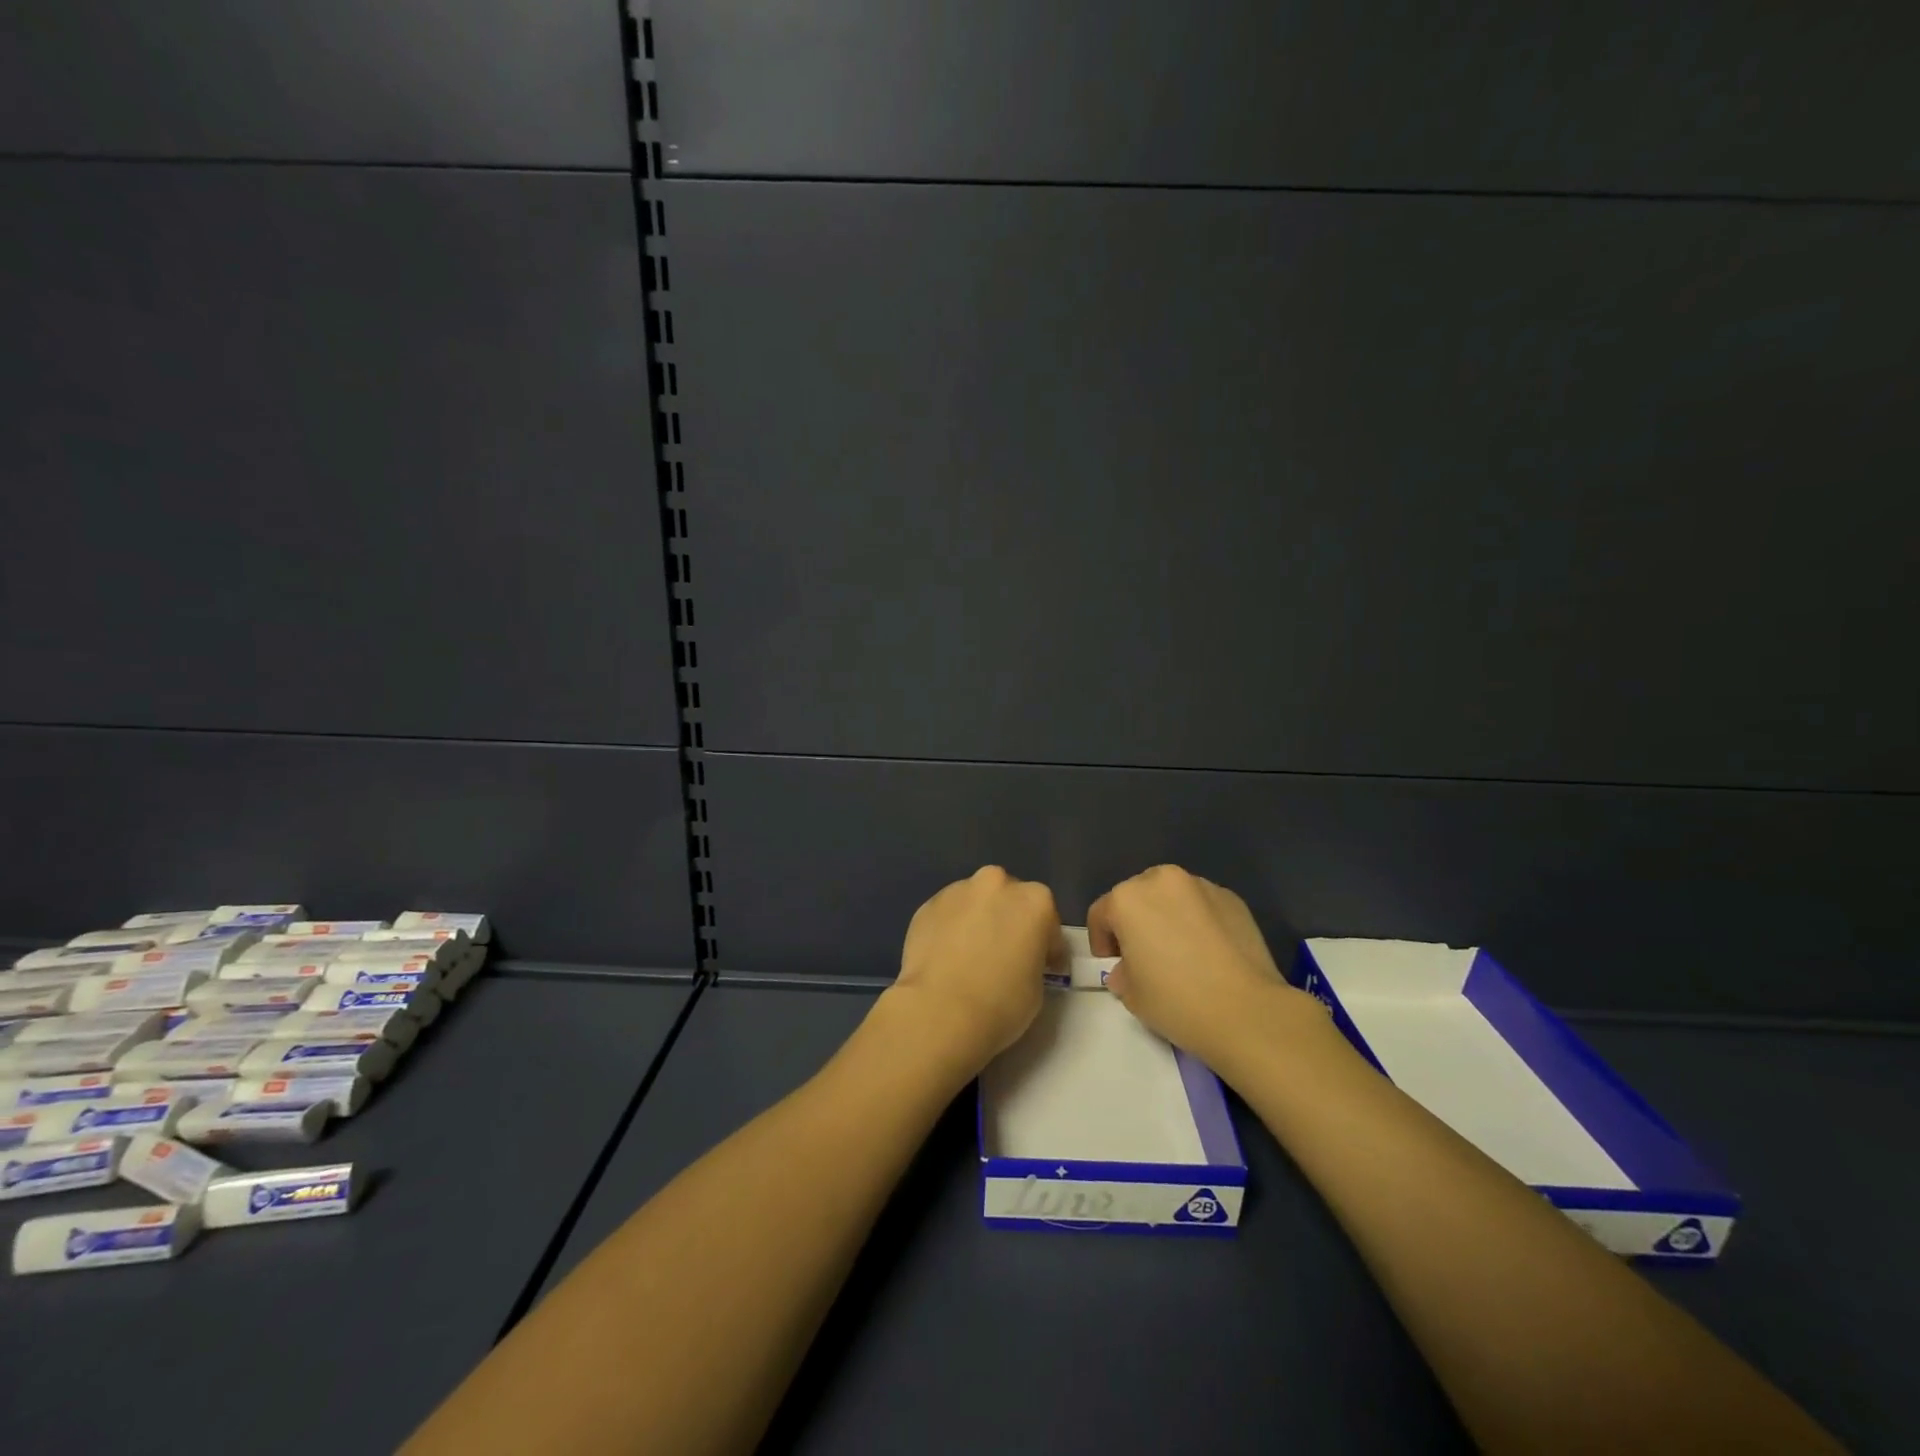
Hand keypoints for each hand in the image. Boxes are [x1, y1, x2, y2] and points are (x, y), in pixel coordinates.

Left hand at [885, 866, 1058, 1073]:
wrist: (939, 1011)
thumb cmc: (1000, 1003)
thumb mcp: (1037, 986)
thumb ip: (1032, 958)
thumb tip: (1020, 959)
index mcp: (1035, 900)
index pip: (1048, 921)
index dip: (1047, 946)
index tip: (1042, 965)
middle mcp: (997, 883)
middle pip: (1009, 898)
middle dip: (1009, 920)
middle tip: (1004, 953)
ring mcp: (958, 890)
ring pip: (976, 901)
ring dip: (978, 919)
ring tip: (970, 954)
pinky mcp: (928, 904)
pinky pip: (948, 914)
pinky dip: (951, 927)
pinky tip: (946, 955)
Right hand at [1088, 865, 1312, 1065]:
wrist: (1247, 1011)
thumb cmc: (1177, 1001)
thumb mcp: (1131, 995)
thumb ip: (1122, 973)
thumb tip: (1130, 969)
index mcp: (1127, 899)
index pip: (1101, 914)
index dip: (1102, 942)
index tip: (1113, 966)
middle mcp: (1161, 881)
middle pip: (1137, 897)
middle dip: (1136, 922)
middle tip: (1145, 956)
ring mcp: (1201, 886)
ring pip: (1172, 897)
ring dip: (1168, 917)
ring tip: (1181, 952)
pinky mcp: (1232, 898)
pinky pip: (1203, 906)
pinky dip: (1198, 921)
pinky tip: (1210, 952)